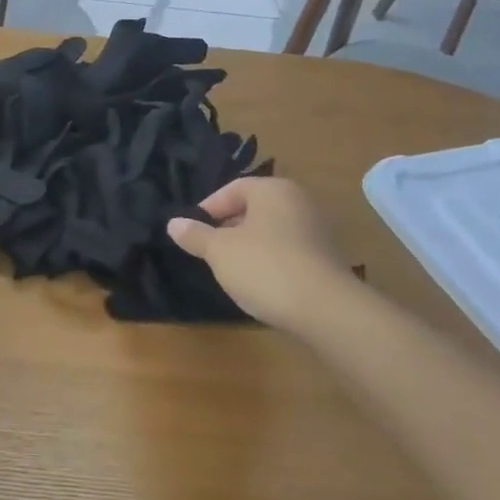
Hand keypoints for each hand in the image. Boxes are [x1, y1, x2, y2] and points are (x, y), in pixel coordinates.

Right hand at [166, 177, 360, 333]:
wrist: (325, 310)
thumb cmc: (264, 267)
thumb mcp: (218, 251)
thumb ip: (195, 235)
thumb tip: (174, 223)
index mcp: (273, 190)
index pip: (233, 189)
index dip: (208, 208)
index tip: (193, 232)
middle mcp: (299, 202)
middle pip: (253, 209)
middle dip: (227, 227)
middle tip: (208, 250)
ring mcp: (316, 230)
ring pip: (270, 231)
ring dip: (248, 246)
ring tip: (230, 269)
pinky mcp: (325, 258)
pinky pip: (287, 251)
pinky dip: (269, 261)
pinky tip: (258, 282)